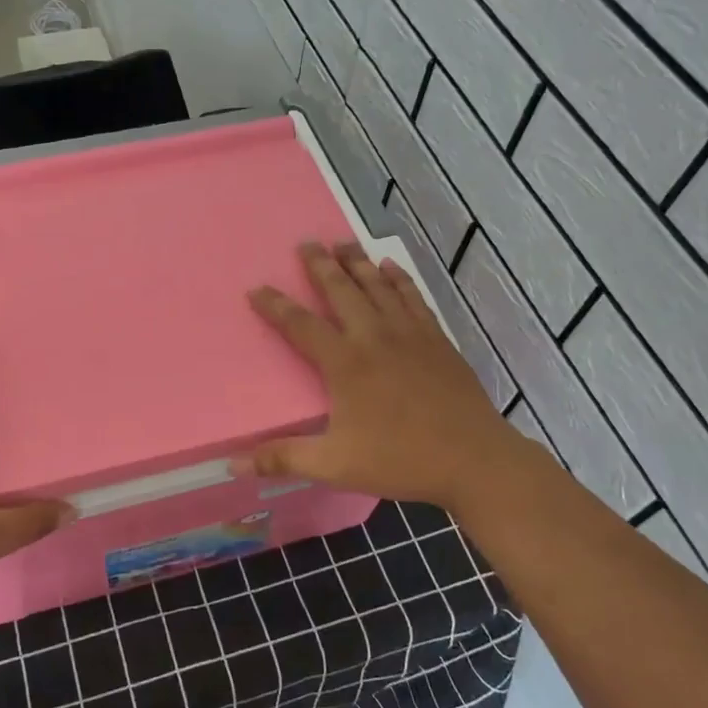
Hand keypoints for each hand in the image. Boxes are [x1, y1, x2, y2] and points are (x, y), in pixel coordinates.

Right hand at [241, 242, 545, 515]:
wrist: (474, 459)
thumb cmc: (400, 460)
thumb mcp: (335, 465)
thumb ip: (283, 459)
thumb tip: (233, 464)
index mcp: (346, 363)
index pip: (301, 325)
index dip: (276, 306)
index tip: (257, 288)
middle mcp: (374, 337)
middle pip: (342, 291)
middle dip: (321, 265)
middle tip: (306, 242)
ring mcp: (409, 333)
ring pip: (378, 286)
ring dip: (357, 262)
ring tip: (342, 242)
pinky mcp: (436, 339)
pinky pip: (413, 297)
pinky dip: (399, 279)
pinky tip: (390, 267)